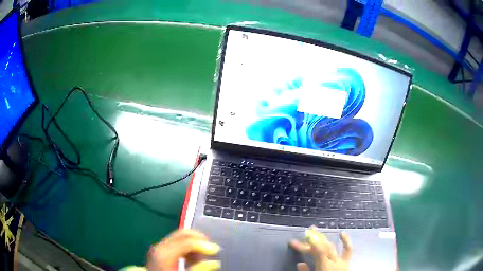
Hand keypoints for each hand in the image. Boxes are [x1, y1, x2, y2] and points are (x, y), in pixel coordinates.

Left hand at [147, 229, 220, 270]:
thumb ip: (199, 269)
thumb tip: (215, 262)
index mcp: (164, 252)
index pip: (187, 241)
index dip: (204, 245)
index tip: (216, 250)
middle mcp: (160, 246)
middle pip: (182, 234)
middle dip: (199, 240)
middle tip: (211, 249)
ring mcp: (158, 247)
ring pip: (180, 237)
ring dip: (194, 244)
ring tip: (201, 257)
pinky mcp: (160, 251)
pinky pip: (176, 243)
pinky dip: (186, 248)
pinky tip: (191, 259)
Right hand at [290, 226, 352, 270]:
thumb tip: (300, 264)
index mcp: (325, 267)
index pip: (317, 252)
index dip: (306, 246)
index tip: (294, 242)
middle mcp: (334, 262)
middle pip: (323, 248)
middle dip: (314, 239)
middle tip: (306, 233)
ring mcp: (342, 261)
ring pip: (332, 247)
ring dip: (324, 238)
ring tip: (317, 230)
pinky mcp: (347, 262)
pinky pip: (348, 250)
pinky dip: (346, 241)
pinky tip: (342, 233)